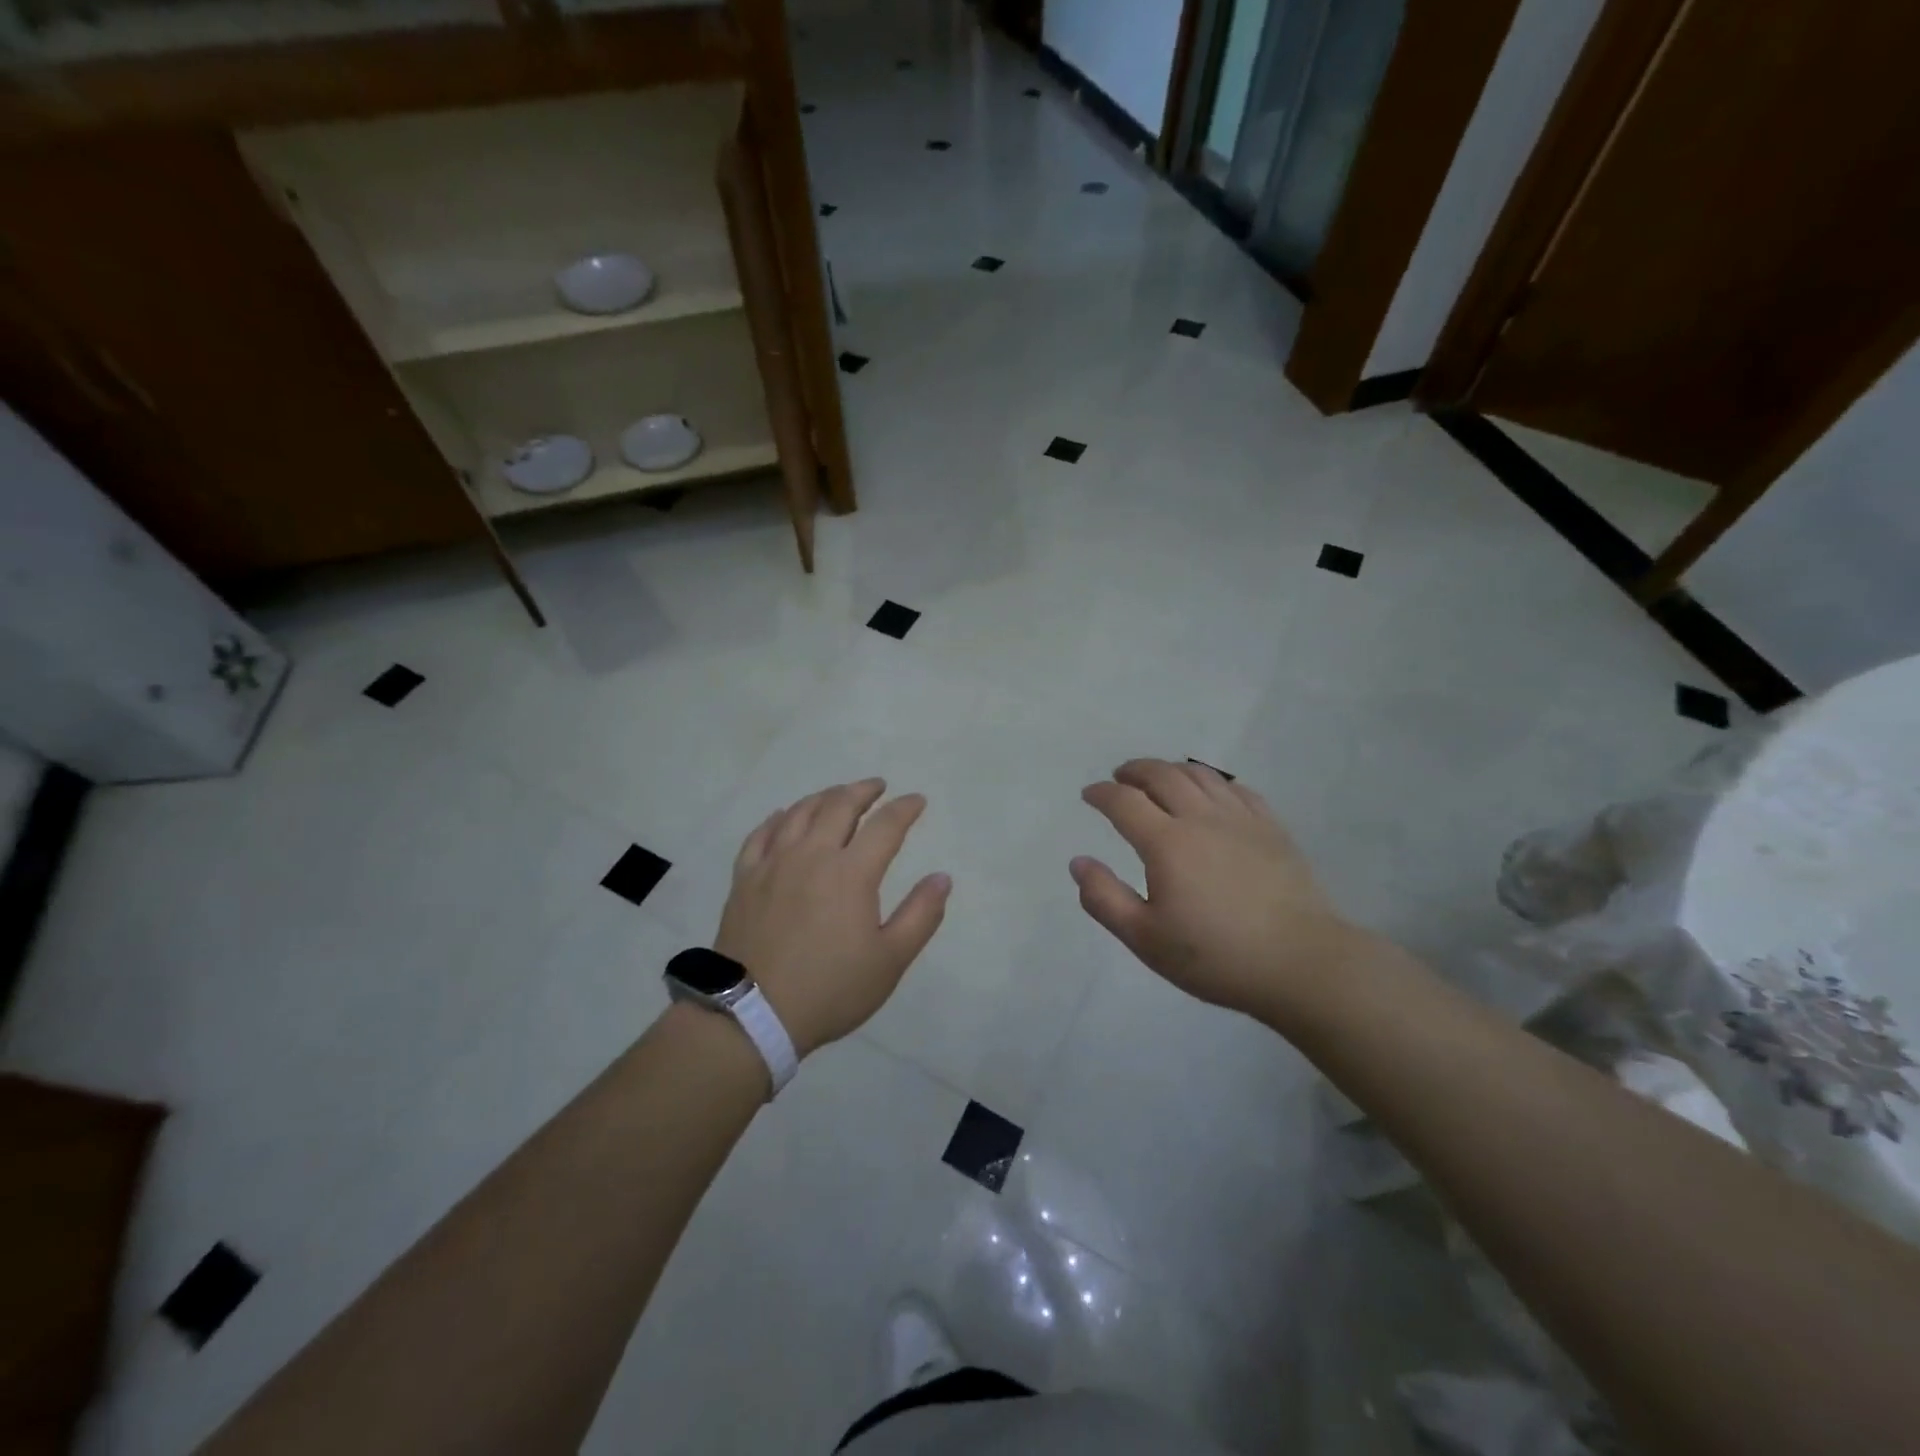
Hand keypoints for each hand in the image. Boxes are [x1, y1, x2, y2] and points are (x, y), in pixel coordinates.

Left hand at [714, 778, 951, 1057]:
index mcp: (851, 872)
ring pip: (799, 813)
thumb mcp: (890, 960)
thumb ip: (921, 915)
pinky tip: (782, 816)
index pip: (885, 826)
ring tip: (837, 795)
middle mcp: (811, 855)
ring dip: (823, 797)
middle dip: (863, 790)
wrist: (752, 1014)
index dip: (904, 809)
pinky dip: (777, 818)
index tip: (917, 800)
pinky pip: (760, 835)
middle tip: (877, 786)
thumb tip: (943, 877)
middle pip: (839, 805)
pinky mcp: (745, 878)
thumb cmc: (830, 989)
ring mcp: (773, 864)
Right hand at [1071, 758, 1364, 1025]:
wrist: (1301, 963)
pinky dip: (1212, 781)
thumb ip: (1104, 899)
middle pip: (1162, 776)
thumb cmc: (1216, 956)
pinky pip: (1236, 789)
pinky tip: (1210, 791)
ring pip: (1200, 775)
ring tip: (1158, 777)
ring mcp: (1241, 819)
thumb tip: (1078, 862)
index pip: (1124, 802)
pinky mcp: (1272, 828)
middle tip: (1120, 777)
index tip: (1089, 794)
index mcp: (1166, 843)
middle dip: (1134, 771)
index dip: (1101, 793)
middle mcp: (1201, 818)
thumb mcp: (1146, 939)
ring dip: (1171, 769)